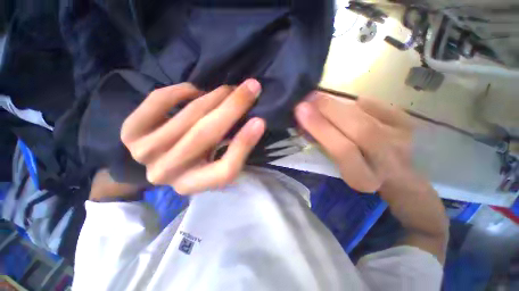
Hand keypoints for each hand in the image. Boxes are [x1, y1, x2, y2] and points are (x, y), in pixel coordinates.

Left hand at [120, 79, 265, 193]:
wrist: (163, 160)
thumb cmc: (198, 160)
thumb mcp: (221, 161)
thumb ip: (237, 147)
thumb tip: (256, 123)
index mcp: (196, 184)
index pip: (226, 169)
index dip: (245, 143)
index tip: (261, 121)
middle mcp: (169, 174)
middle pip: (205, 137)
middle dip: (233, 107)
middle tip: (251, 87)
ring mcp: (145, 154)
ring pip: (186, 118)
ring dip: (213, 98)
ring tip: (227, 90)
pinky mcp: (130, 133)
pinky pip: (158, 102)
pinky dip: (180, 91)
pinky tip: (194, 90)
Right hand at [294, 91, 413, 193]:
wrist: (395, 173)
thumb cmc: (357, 169)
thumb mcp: (337, 165)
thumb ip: (322, 144)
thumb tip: (304, 118)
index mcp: (362, 177)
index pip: (342, 151)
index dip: (321, 128)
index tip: (301, 110)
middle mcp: (387, 162)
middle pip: (360, 130)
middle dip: (329, 110)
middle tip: (309, 97)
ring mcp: (402, 140)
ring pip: (368, 116)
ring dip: (339, 104)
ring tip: (321, 98)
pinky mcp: (407, 124)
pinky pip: (379, 106)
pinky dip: (360, 103)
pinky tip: (350, 105)